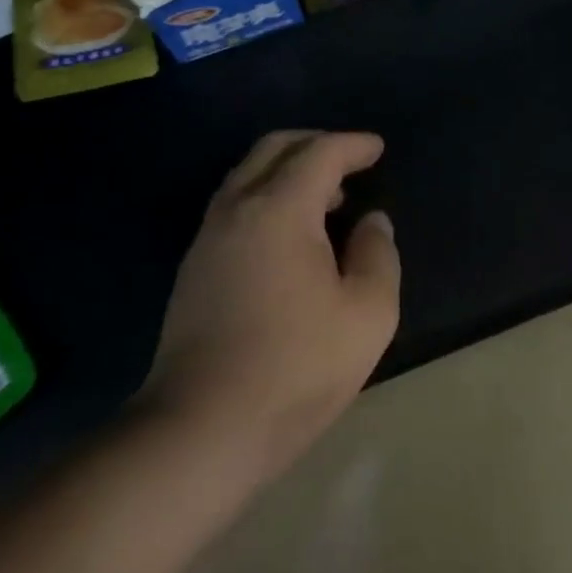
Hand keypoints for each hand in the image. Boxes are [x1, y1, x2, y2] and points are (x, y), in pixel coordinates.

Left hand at [145, 130, 399, 476]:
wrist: (201, 428)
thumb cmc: (296, 368)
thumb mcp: (367, 314)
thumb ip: (378, 256)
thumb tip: (372, 222)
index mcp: (279, 210)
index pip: (319, 153)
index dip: (352, 145)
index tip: (377, 149)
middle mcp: (236, 209)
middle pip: (273, 150)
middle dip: (314, 143)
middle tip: (349, 160)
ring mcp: (207, 238)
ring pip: (247, 175)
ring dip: (287, 170)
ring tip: (326, 198)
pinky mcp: (193, 268)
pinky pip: (234, 205)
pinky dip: (266, 196)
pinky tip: (289, 234)